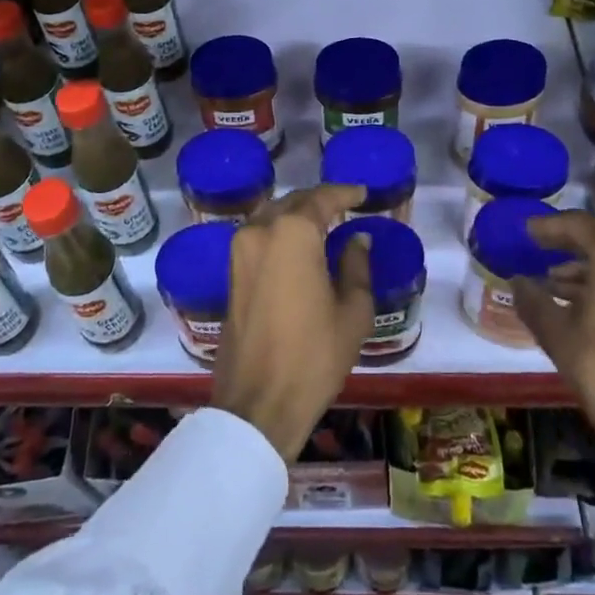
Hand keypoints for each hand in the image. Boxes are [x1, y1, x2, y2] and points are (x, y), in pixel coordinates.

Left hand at [212, 186, 373, 459]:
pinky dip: (280, 232)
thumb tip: (357, 239)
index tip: (363, 193)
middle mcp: (261, 230)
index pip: (323, 198)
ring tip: (324, 224)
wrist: (258, 402)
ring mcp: (240, 250)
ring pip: (272, 216)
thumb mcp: (352, 311)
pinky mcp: (231, 272)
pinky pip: (259, 236)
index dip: (345, 193)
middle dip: (320, 201)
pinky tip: (299, 247)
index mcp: (293, 233)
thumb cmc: (314, 355)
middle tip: (346, 207)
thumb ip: (356, 266)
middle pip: (294, 202)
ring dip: (297, 215)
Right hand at [512, 212, 594, 505]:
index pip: (575, 225)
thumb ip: (533, 300)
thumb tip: (517, 281)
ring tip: (557, 287)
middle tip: (541, 256)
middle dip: (571, 252)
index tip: (527, 231)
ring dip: (592, 272)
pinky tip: (588, 306)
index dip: (547, 229)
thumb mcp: (558, 335)